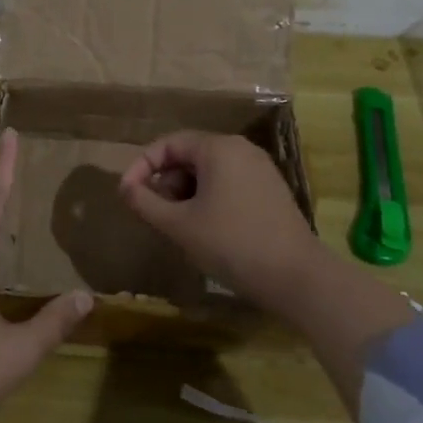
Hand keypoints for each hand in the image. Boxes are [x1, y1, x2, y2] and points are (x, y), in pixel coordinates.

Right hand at [117, 131, 326, 322]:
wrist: (298, 278)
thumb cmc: (232, 244)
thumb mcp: (179, 225)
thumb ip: (146, 203)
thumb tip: (125, 188)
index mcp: (218, 148)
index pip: (168, 144)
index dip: (142, 166)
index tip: (127, 194)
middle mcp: (241, 150)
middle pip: (189, 156)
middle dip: (165, 182)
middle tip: (154, 214)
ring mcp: (260, 170)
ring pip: (208, 172)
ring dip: (185, 194)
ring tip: (178, 226)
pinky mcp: (271, 192)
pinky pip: (228, 184)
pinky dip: (208, 200)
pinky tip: (205, 230)